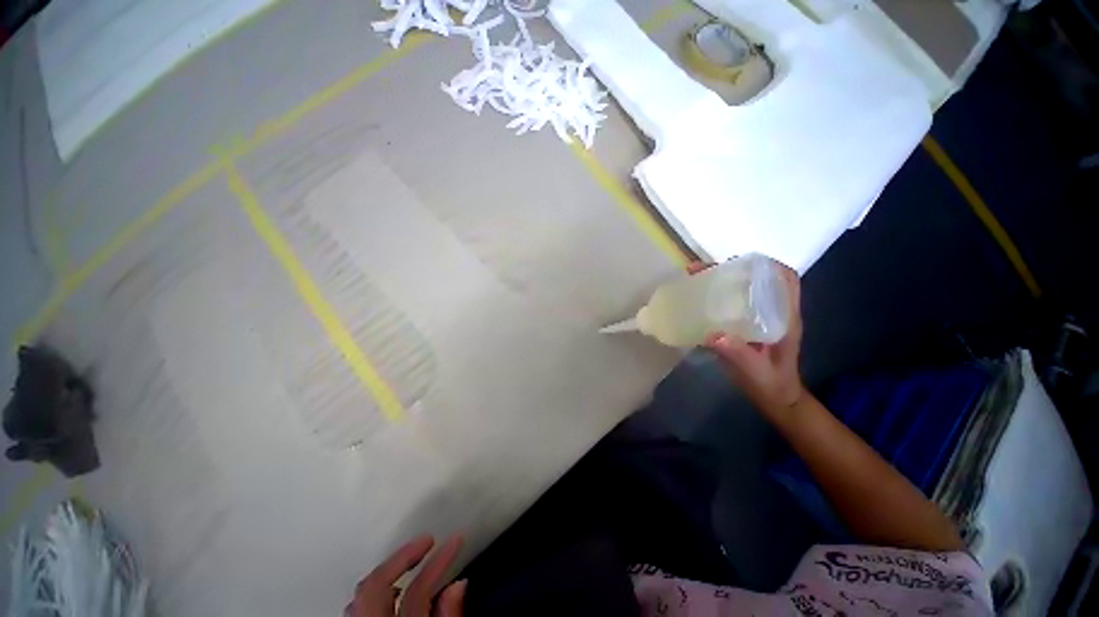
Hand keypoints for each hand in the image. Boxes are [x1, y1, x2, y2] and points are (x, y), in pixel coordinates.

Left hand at [347, 535, 465, 616]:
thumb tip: (459, 584)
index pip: (415, 589)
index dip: (438, 562)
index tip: (456, 540)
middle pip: (375, 583)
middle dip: (403, 555)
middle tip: (428, 539)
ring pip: (362, 593)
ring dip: (389, 571)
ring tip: (412, 560)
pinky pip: (359, 606)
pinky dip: (378, 591)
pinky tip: (391, 591)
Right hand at [689, 261, 805, 422]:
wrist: (775, 399)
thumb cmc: (771, 385)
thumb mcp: (756, 372)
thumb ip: (739, 354)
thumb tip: (713, 334)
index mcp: (785, 319)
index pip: (787, 281)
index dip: (768, 265)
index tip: (740, 262)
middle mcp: (774, 314)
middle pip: (760, 280)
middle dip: (734, 269)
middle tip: (704, 270)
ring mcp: (760, 320)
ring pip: (744, 290)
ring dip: (721, 280)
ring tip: (695, 278)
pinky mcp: (746, 327)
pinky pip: (732, 304)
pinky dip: (716, 296)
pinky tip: (697, 299)